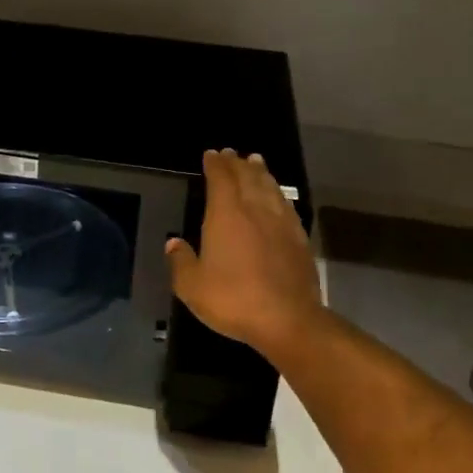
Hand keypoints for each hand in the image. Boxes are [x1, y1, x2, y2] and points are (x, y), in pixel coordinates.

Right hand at [165, 150, 324, 363]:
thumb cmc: (234, 299)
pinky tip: (277, 195)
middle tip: (231, 154)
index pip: (220, 178)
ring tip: (255, 161)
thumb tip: (173, 243)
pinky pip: (286, 204)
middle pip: (246, 176)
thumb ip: (181, 261)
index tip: (211, 154)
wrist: (288, 319)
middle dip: (236, 163)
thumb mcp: (192, 286)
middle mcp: (254, 209)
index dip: (215, 164)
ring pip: (269, 186)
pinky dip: (278, 192)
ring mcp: (280, 222)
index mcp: (226, 214)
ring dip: (260, 171)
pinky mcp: (298, 237)